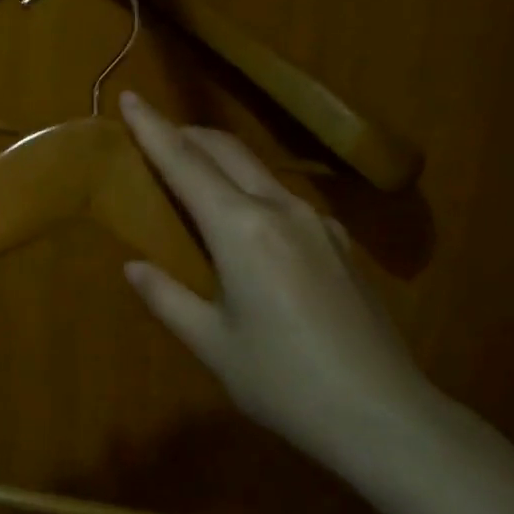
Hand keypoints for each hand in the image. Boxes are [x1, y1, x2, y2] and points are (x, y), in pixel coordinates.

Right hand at [118, 91, 439, 477]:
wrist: (384, 416)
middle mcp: (283, 211)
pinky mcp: (340, 246)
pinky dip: (250, 192)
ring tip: (192, 176)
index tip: (129, 97)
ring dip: (220, 161)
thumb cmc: (284, 383)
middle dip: (187, 135)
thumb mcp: (212, 344)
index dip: (153, 129)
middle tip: (153, 133)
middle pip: (228, 152)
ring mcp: (319, 225)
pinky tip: (245, 223)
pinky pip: (284, 200)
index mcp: (243, 231)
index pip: (186, 164)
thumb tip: (133, 266)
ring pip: (259, 172)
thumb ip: (167, 298)